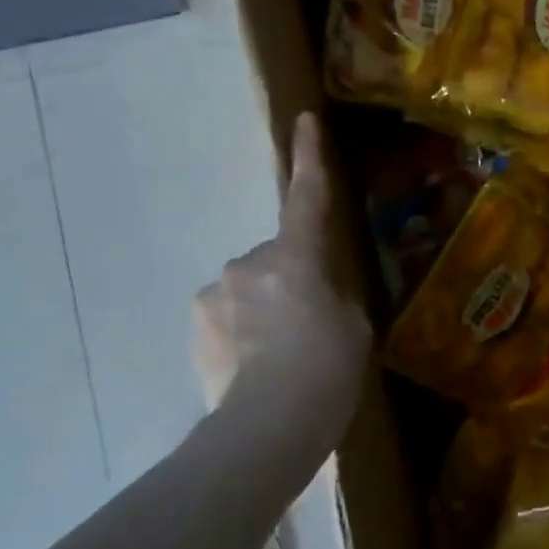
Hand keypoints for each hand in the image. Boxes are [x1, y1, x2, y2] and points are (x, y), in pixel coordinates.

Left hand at [191, 113, 371, 411]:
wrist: (267, 429)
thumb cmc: (327, 371)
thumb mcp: (354, 327)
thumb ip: (332, 296)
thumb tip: (311, 294)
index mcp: (297, 257)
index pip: (307, 196)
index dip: (309, 157)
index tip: (304, 120)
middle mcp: (249, 264)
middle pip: (277, 259)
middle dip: (290, 281)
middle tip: (311, 328)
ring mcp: (215, 295)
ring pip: (249, 290)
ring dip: (264, 310)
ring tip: (282, 359)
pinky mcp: (195, 328)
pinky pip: (226, 317)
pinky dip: (241, 333)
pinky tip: (255, 369)